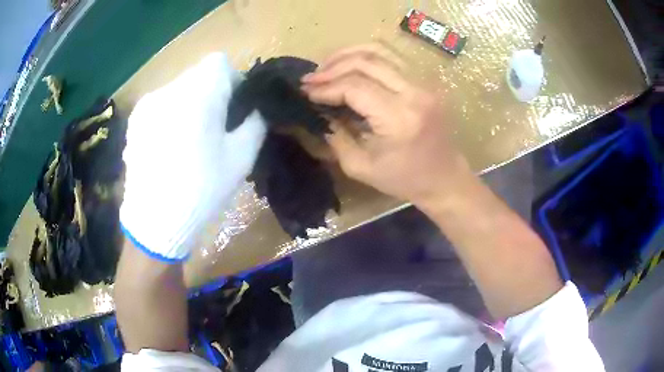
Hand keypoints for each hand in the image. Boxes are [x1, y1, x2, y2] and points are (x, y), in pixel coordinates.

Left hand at [120, 53, 265, 261]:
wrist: (155, 221)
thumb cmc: (202, 189)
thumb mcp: (241, 157)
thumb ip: (255, 122)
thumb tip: (254, 108)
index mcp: (198, 94)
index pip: (219, 62)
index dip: (231, 81)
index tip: (232, 109)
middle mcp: (170, 89)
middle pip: (198, 75)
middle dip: (210, 93)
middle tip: (212, 129)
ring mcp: (148, 104)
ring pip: (178, 89)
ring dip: (189, 104)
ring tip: (188, 141)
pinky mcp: (135, 120)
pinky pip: (160, 104)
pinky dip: (169, 115)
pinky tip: (167, 146)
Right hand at [302, 44, 471, 208]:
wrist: (444, 178)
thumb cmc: (404, 180)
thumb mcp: (361, 167)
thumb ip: (335, 136)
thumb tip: (318, 111)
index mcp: (399, 117)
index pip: (354, 87)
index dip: (326, 87)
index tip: (306, 92)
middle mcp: (414, 92)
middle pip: (365, 62)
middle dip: (331, 67)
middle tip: (311, 79)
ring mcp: (424, 82)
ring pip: (380, 51)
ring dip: (348, 54)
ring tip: (326, 66)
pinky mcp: (426, 80)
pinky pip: (393, 55)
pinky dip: (368, 54)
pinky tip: (350, 62)